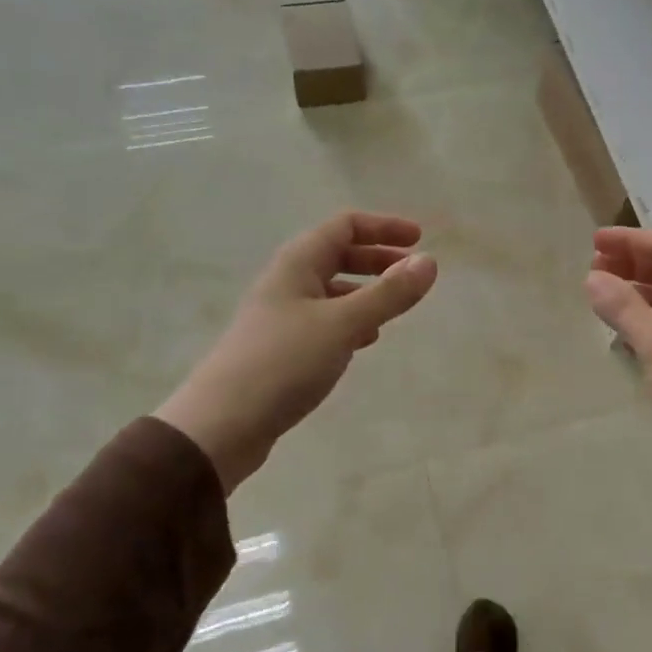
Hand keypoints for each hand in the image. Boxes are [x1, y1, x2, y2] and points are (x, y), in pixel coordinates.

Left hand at [156, 212, 437, 492]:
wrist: (221, 425)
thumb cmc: (283, 363)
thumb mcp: (343, 324)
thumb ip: (388, 294)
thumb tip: (429, 262)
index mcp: (297, 264)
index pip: (344, 226)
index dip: (383, 227)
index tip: (420, 240)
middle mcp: (287, 282)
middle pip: (337, 255)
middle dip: (377, 259)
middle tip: (412, 274)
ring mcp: (281, 316)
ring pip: (331, 290)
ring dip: (365, 292)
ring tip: (394, 309)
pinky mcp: (281, 349)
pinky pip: (324, 321)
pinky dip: (350, 322)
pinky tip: (364, 341)